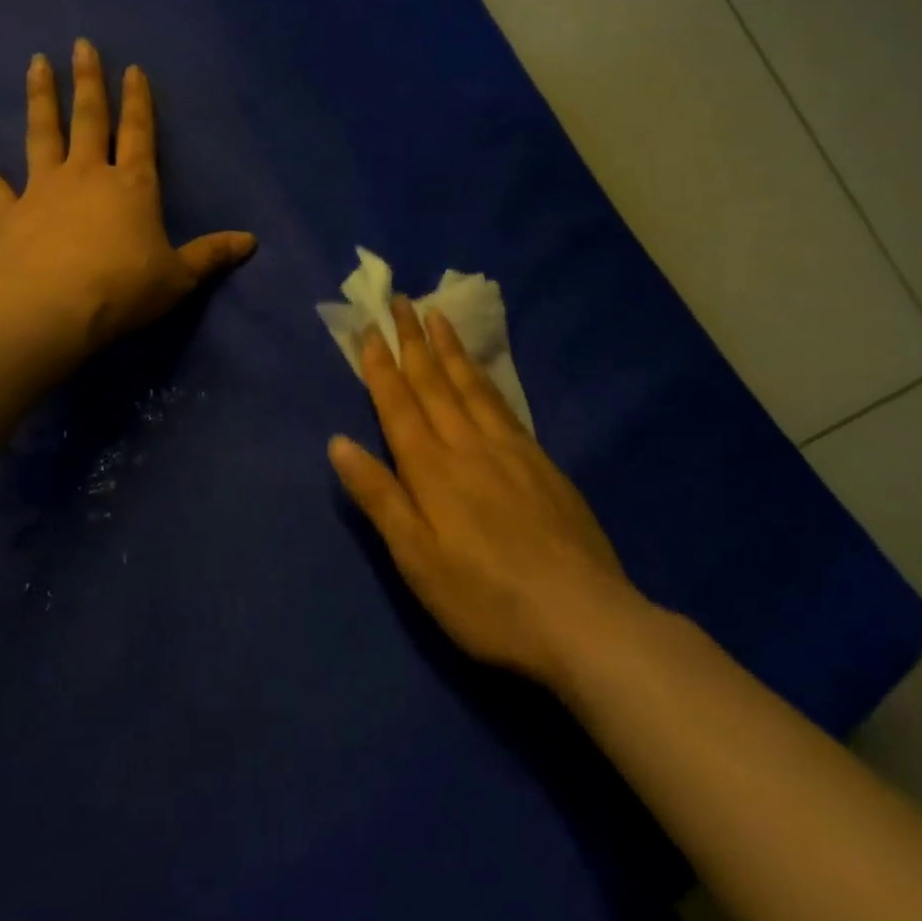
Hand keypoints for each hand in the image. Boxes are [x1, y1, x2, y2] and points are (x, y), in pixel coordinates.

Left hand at [0, 38, 255, 352]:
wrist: (60, 310)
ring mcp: (44, 190)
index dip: (139, 102)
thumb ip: (212, 255)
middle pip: (90, 120)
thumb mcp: (180, 277)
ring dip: (40, 98)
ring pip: (42, 135)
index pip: (139, 135)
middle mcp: (88, 176)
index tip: (133, 69)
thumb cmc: (126, 290)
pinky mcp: (8, 214)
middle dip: (88, 82)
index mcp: (132, 187)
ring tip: (36, 64)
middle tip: (80, 45)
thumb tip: (251, 242)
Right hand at [328, 296, 642, 688]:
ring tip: (436, 315)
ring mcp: (510, 450)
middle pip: (434, 383)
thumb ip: (379, 497)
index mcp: (432, 470)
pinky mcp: (542, 463)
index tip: (370, 328)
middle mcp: (468, 446)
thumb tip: (338, 443)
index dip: (381, 366)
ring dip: (449, 349)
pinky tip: (482, 371)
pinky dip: (485, 378)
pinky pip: (504, 405)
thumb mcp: (417, 560)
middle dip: (413, 340)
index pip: (398, 405)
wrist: (583, 620)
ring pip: (471, 386)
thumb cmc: (485, 599)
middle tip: (400, 300)